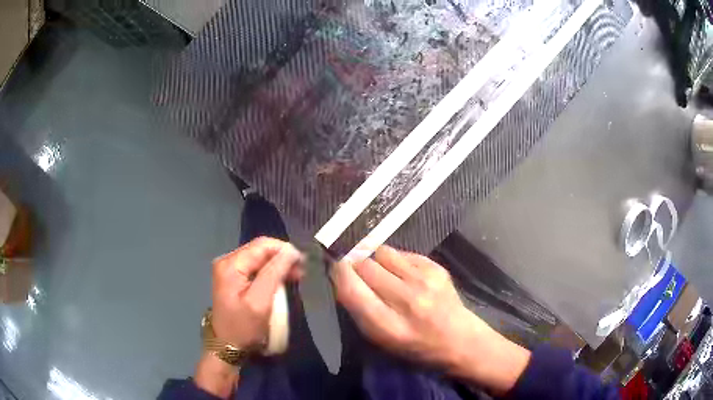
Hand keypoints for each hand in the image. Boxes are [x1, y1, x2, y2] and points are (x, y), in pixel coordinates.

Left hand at [211, 237, 302, 348]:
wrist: (227, 345)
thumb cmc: (244, 326)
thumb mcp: (260, 301)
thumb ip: (274, 273)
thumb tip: (291, 251)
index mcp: (231, 264)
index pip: (262, 245)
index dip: (284, 249)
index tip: (303, 263)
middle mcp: (227, 261)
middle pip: (260, 250)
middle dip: (282, 258)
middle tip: (301, 272)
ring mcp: (228, 269)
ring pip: (259, 258)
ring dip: (278, 265)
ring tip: (295, 276)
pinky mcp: (232, 278)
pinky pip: (255, 267)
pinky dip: (270, 272)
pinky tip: (281, 280)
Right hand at [332, 246, 529, 394]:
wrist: (460, 341)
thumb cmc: (415, 348)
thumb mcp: (380, 340)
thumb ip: (359, 309)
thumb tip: (340, 275)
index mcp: (386, 326)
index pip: (350, 287)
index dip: (336, 271)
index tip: (330, 265)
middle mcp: (405, 300)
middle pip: (363, 264)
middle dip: (351, 261)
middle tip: (349, 264)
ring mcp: (424, 281)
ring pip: (381, 252)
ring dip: (370, 256)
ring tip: (372, 265)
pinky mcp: (436, 268)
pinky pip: (402, 253)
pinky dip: (392, 258)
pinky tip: (396, 270)